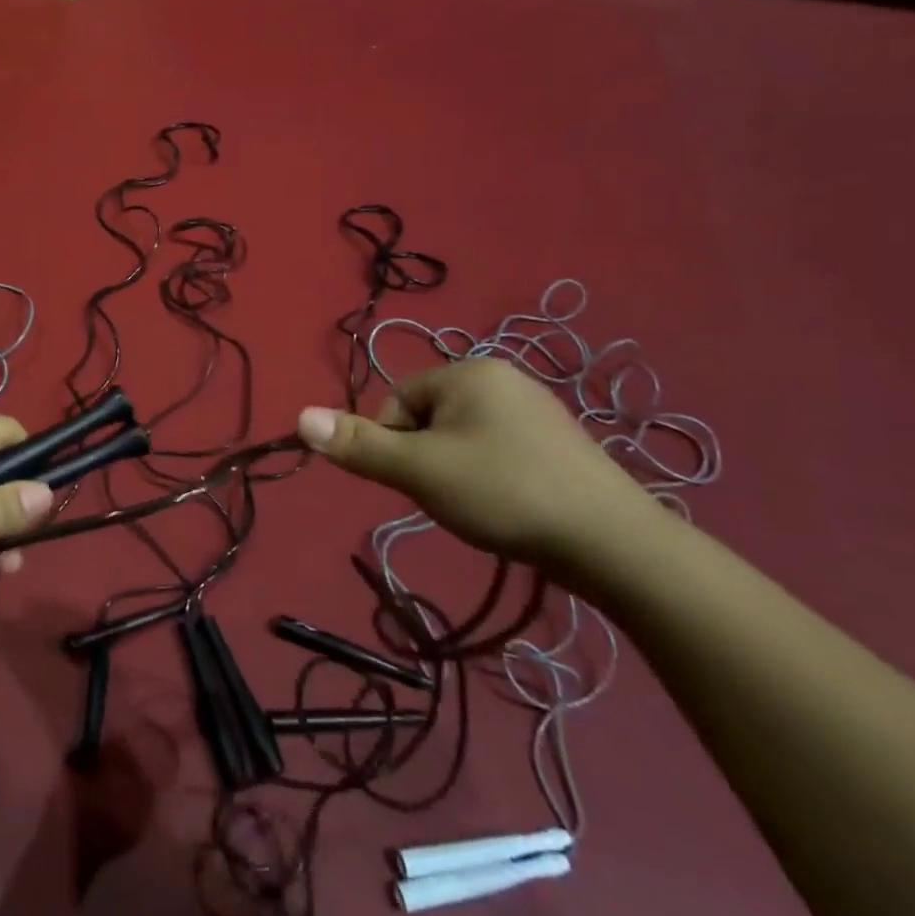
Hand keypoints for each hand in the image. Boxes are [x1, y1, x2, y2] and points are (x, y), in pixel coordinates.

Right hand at [297, 358, 658, 566]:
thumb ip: (359, 445)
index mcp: (469, 371)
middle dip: (426, 459)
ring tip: (481, 506)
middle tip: (451, 496)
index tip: (419, 481)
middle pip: (428, 418)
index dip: (394, 445)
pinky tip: (510, 506)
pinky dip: (489, 478)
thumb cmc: (504, 493)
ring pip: (461, 438)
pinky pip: (497, 450)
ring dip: (454, 471)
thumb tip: (299, 417)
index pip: (396, 401)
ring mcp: (535, 410)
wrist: (615, 544)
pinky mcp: (557, 442)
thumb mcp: (419, 470)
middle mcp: (502, 378)